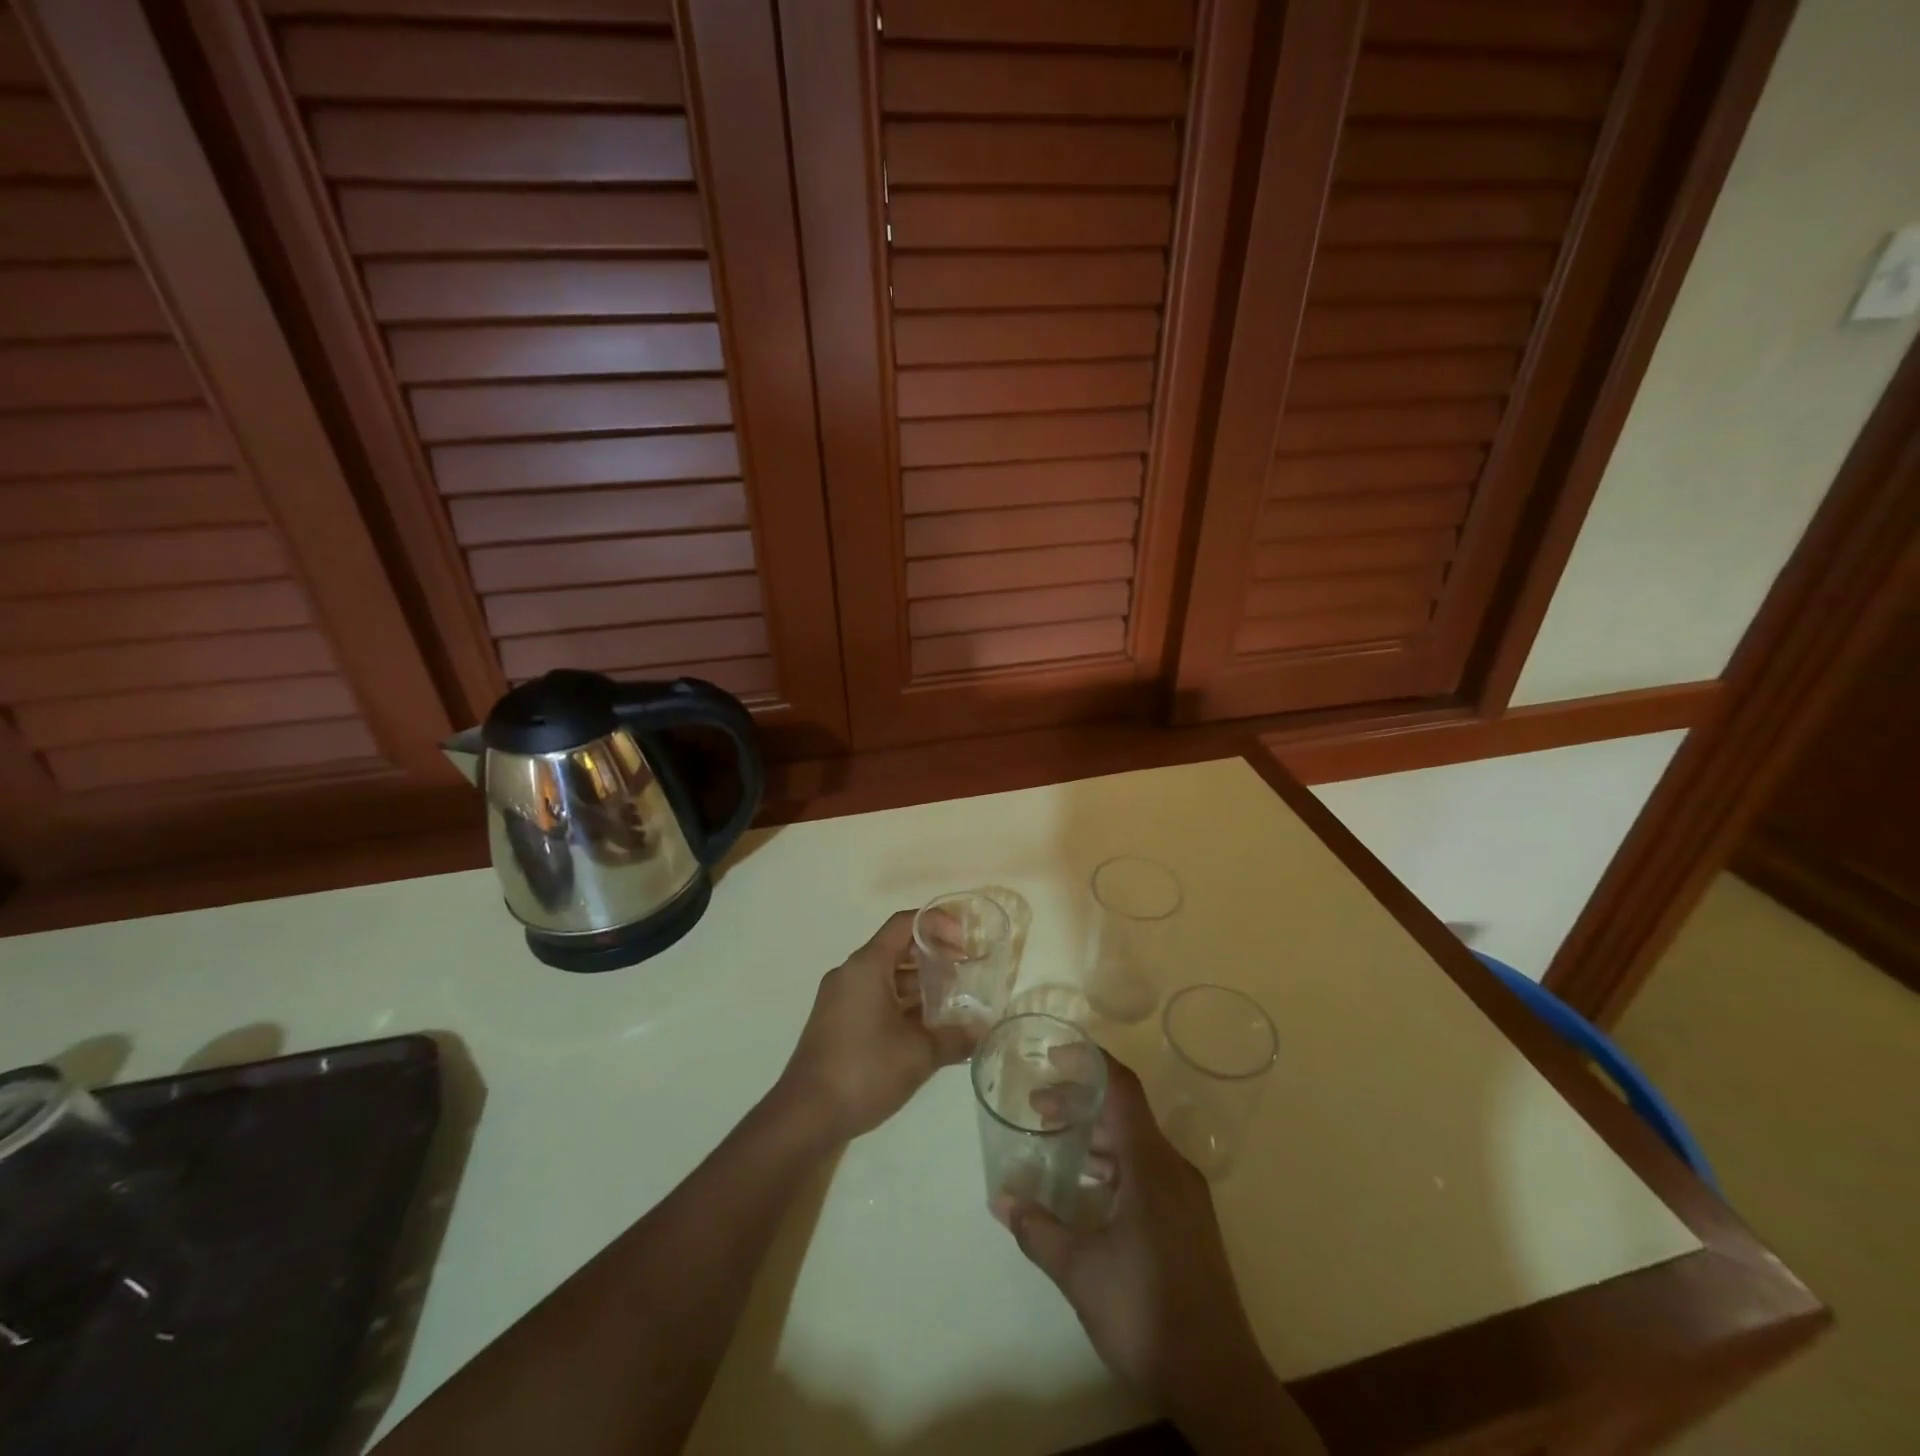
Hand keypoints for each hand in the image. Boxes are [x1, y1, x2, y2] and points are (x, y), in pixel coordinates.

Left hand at [775, 910, 975, 1143]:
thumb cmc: (863, 1071)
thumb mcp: (918, 1054)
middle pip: (897, 949)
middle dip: (933, 958)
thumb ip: (955, 1037)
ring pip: (887, 978)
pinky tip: (928, 1031)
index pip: (904, 923)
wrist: (806, 1117)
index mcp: (866, 966)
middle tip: (965, 973)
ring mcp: (841, 1000)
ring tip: (954, 1004)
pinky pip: (876, 1000)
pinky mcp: (838, 1024)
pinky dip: (902, 1006)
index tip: (964, 943)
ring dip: (920, 985)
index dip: (937, 924)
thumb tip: (985, 1030)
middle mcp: (851, 974)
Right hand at [992, 1056, 1322, 1453]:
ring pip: (1136, 1144)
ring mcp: (1185, 1196)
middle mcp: (1172, 1168)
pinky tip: (1088, 1190)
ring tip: (1056, 1144)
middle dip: (1080, 1103)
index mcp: (1151, 1165)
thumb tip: (1000, 1200)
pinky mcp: (1188, 1221)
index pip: (1122, 1088)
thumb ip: (1038, 1230)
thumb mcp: (1080, 1271)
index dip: (1088, 1062)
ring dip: (1096, 1137)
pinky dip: (1114, 1165)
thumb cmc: (1146, 1312)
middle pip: (1125, 1114)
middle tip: (1037, 1109)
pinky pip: (1147, 1171)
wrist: (1218, 1382)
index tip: (1053, 1056)